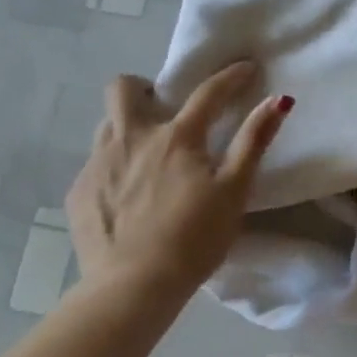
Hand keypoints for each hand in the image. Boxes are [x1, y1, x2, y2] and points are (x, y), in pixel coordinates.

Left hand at [65, 63, 290, 304]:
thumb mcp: (234, 190)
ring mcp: (98, 164)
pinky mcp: (78, 192)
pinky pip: (95, 162)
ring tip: (146, 154)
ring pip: (106, 124)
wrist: (133, 287)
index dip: (231, 76)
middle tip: (164, 109)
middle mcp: (130, 139)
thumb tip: (278, 100)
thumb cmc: (194, 238)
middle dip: (144, 87)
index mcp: (175, 137)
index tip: (246, 68)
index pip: (208, 93)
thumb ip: (254, 141)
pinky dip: (114, 165)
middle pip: (123, 89)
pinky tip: (128, 195)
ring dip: (127, 126)